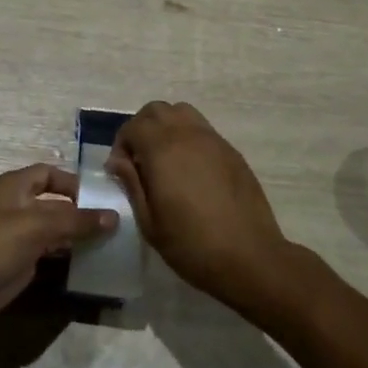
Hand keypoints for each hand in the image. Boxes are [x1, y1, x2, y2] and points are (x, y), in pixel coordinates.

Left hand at [0, 164, 117, 335]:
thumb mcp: (35, 226)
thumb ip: (75, 220)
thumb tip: (114, 216)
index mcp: (14, 188)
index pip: (49, 174)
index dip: (74, 182)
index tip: (103, 196)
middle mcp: (16, 208)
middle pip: (55, 203)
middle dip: (82, 211)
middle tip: (116, 222)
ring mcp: (17, 237)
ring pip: (54, 230)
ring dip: (78, 235)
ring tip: (111, 242)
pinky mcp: (19, 263)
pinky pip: (50, 253)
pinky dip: (68, 255)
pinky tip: (90, 261)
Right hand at [107, 101, 295, 315]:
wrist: (249, 257)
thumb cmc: (191, 245)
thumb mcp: (149, 221)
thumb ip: (131, 183)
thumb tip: (118, 160)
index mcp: (163, 150)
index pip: (133, 126)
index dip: (121, 144)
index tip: (121, 171)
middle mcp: (188, 135)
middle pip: (157, 110)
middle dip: (141, 128)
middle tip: (139, 160)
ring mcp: (214, 140)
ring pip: (182, 112)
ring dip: (166, 127)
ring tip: (164, 159)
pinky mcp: (231, 151)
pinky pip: (203, 129)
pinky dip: (188, 137)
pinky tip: (190, 170)